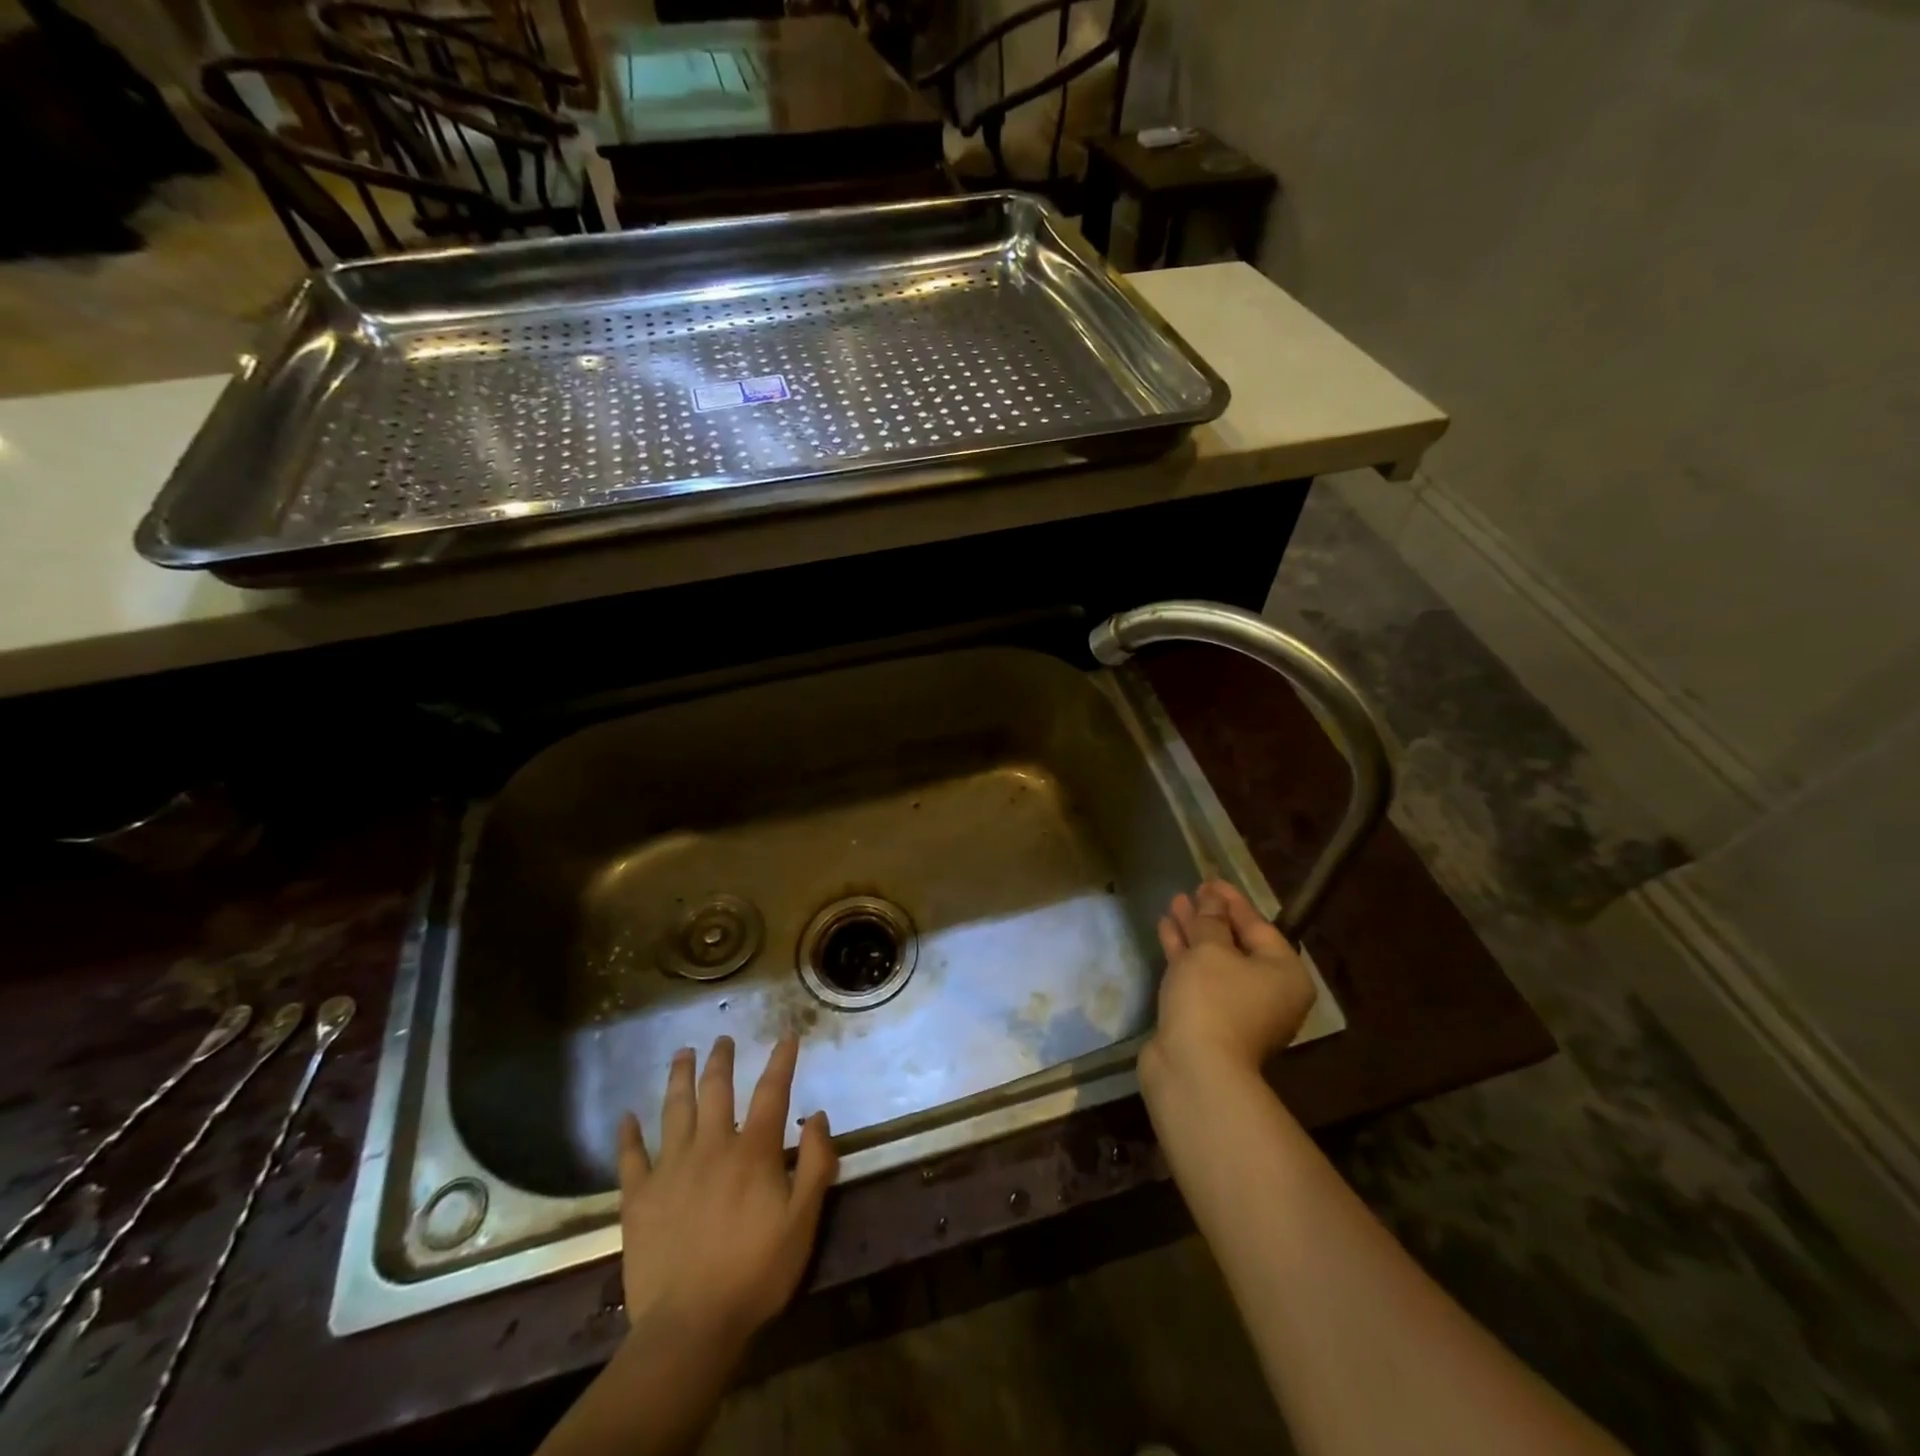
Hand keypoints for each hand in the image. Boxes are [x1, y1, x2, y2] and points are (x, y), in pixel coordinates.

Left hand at [616, 1035, 836, 1359]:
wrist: (690, 1326)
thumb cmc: (755, 1273)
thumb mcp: (803, 1221)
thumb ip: (815, 1164)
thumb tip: (818, 1116)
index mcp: (752, 1151)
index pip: (771, 1092)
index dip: (781, 1061)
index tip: (786, 1036)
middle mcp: (711, 1147)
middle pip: (716, 1091)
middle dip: (721, 1060)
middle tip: (722, 1038)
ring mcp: (670, 1169)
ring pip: (674, 1110)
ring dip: (679, 1077)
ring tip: (682, 1053)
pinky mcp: (639, 1198)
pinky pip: (630, 1157)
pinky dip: (628, 1135)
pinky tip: (626, 1117)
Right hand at [1146, 879, 1315, 1077]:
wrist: (1195, 1068)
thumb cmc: (1213, 999)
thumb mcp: (1211, 949)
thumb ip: (1209, 921)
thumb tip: (1211, 899)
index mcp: (1284, 973)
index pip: (1258, 926)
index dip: (1231, 900)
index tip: (1209, 880)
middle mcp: (1268, 992)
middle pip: (1238, 943)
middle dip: (1211, 917)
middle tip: (1191, 892)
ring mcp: (1238, 1009)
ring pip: (1215, 960)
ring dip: (1194, 933)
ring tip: (1173, 905)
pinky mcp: (1209, 1019)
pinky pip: (1200, 977)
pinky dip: (1184, 955)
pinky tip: (1166, 931)